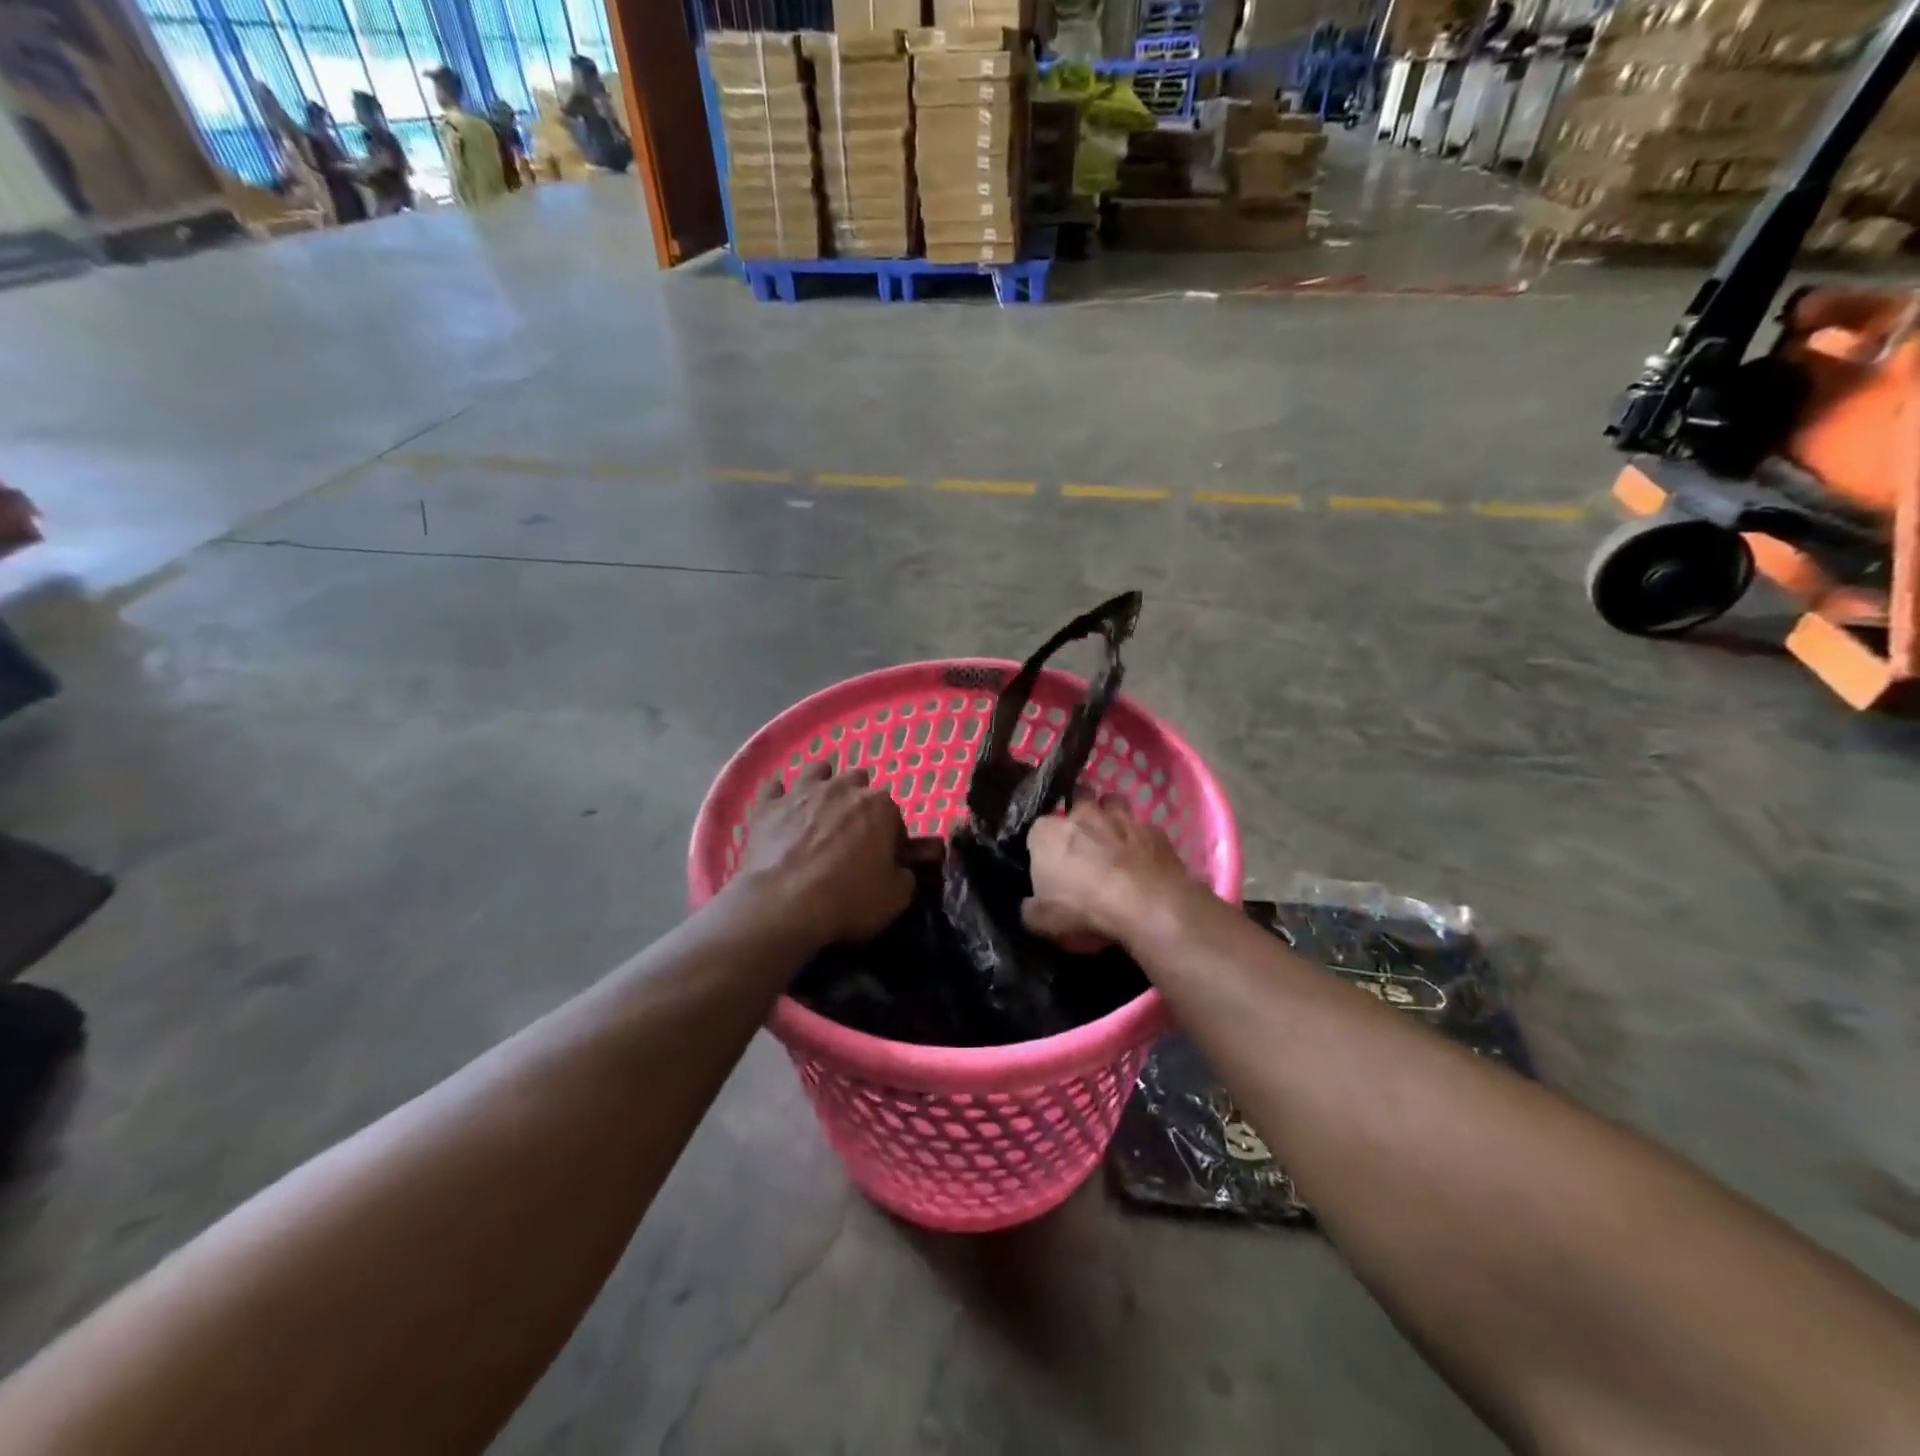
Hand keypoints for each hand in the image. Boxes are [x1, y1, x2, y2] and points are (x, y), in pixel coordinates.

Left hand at [734, 763, 915, 947]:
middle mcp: (842, 788)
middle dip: (857, 803)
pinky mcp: (768, 805)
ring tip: (818, 811)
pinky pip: (773, 788)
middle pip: (857, 784)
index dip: (890, 838)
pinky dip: (778, 796)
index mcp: (880, 806)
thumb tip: (900, 870)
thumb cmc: (847, 900)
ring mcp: (802, 792)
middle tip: (851, 836)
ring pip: (817, 771)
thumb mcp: (895, 899)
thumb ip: (904, 877)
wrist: (783, 905)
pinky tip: (779, 811)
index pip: (893, 815)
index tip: (883, 859)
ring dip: (822, 785)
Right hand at [1023, 794, 1201, 949]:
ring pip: (1114, 801)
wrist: (1147, 908)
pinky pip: (1145, 829)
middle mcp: (1084, 815)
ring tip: (1112, 837)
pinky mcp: (1156, 832)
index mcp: (1049, 833)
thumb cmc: (1085, 909)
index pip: (1037, 828)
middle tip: (1082, 836)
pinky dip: (1142, 840)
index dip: (1043, 844)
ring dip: (1111, 814)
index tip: (1048, 861)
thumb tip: (1029, 907)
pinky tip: (1144, 859)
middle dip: (1080, 810)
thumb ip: (1031, 909)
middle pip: (1078, 797)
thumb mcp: (1042, 921)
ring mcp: (1123, 819)